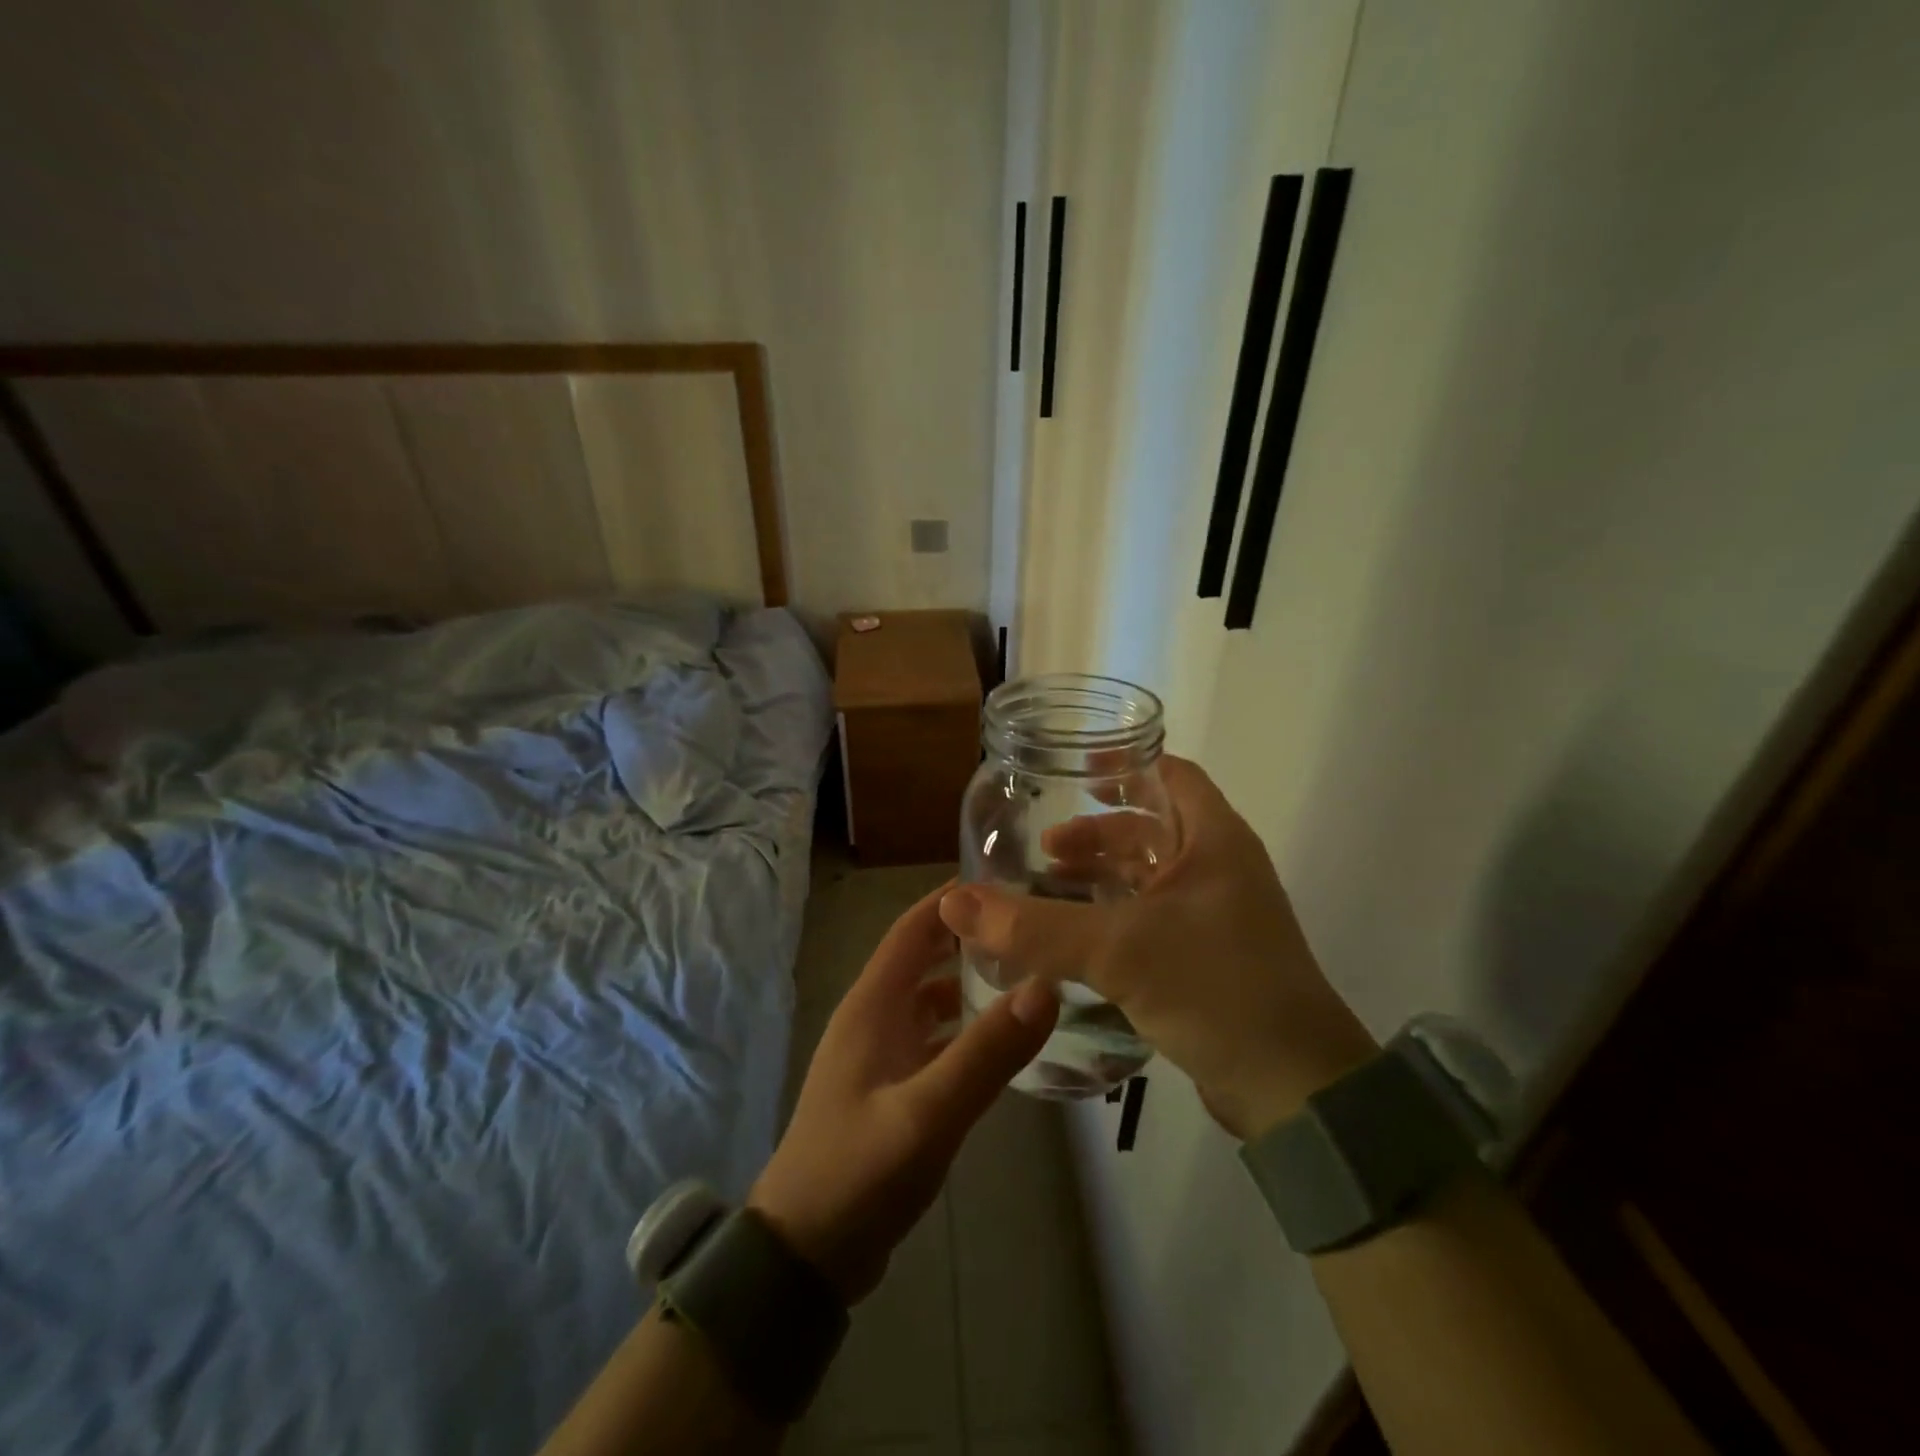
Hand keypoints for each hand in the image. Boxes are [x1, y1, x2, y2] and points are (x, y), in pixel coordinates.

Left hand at [749, 883, 1058, 1303]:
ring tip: (1026, 976)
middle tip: (1030, 927)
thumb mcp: (928, 1113)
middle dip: (969, 938)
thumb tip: (1045, 985)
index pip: (913, 928)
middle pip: (923, 958)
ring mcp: (879, 1054)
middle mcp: (873, 1017)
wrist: (803, 1255)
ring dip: (967, 983)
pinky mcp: (888, 1087)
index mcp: (872, 1005)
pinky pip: (931, 1039)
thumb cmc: (858, 1172)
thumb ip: (987, 1052)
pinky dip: (962, 1028)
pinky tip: (999, 1041)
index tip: (1006, 881)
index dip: (952, 899)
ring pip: (929, 999)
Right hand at [938, 755, 1377, 1139]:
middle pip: (1151, 828)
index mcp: (1215, 839)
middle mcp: (1220, 867)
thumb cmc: (1215, 989)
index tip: (1071, 773)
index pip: (1170, 774)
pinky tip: (1079, 938)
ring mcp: (1219, 915)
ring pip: (1150, 876)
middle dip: (1097, 834)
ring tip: (1050, 888)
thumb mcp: (1118, 949)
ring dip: (1102, 877)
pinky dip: (1115, 915)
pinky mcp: (1211, 957)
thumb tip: (953, 903)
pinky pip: (1153, 918)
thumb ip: (1034, 927)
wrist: (1294, 1090)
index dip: (1123, 766)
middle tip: (1045, 850)